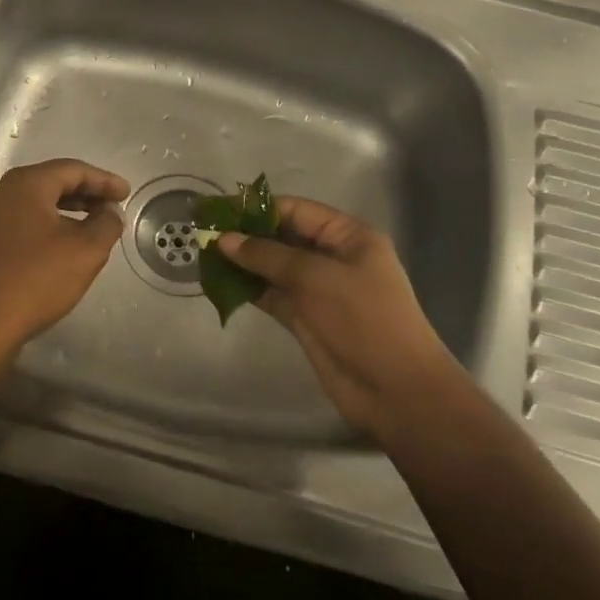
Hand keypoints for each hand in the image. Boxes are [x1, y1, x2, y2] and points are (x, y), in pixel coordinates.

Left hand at [0, 159, 130, 351]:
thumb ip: (106, 224)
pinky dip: (49, 226)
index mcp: (26, 184)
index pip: (72, 169)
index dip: (103, 180)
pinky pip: (24, 223)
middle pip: (52, 182)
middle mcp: (3, 193)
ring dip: (68, 210)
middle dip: (86, 193)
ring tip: (94, 225)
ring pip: (37, 204)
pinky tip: (64, 246)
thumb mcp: (85, 251)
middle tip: (113, 206)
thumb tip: (110, 212)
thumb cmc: (37, 279)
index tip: (126, 193)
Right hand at [218, 197, 459, 440]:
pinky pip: (272, 295)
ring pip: (274, 268)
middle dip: (247, 236)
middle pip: (283, 237)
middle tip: (204, 235)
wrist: (395, 390)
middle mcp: (333, 258)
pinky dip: (249, 289)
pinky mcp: (306, 318)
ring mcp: (319, 290)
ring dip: (244, 263)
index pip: (297, 211)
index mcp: (348, 237)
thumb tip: (223, 239)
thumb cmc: (363, 319)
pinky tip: (220, 284)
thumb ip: (267, 255)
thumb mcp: (315, 278)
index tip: (219, 210)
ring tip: (204, 257)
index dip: (258, 209)